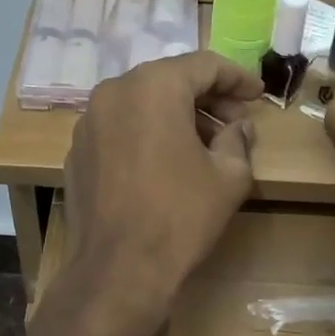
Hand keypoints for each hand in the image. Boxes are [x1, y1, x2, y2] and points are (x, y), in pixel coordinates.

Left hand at [64, 52, 261, 328]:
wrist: (118, 269)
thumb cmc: (180, 217)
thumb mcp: (228, 177)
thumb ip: (238, 140)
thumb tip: (239, 127)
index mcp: (154, 86)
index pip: (204, 65)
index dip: (237, 77)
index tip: (258, 94)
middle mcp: (114, 92)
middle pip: (168, 81)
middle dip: (206, 98)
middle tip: (235, 123)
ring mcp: (88, 123)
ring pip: (141, 105)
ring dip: (175, 118)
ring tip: (203, 147)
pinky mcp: (76, 153)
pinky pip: (119, 130)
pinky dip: (145, 136)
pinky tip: (164, 165)